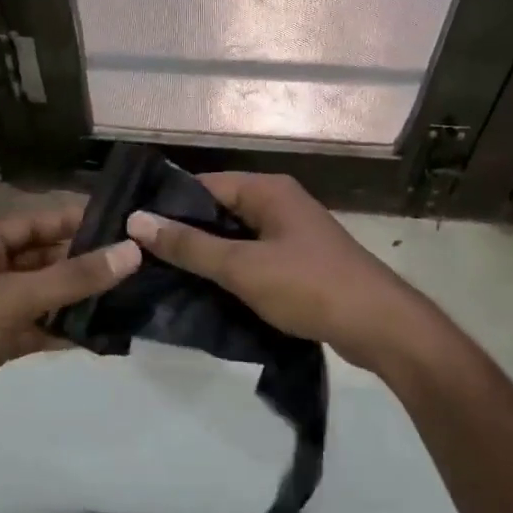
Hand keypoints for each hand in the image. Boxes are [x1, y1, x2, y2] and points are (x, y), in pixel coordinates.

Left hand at [0, 202, 139, 455]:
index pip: (36, 221)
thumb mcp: (12, 298)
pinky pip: (34, 327)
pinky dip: (59, 330)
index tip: (123, 222)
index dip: (75, 219)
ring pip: (41, 294)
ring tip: (125, 297)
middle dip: (82, 261)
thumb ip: (72, 278)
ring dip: (75, 297)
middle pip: (41, 257)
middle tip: (134, 264)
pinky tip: (95, 335)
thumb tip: (131, 252)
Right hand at [126, 173, 435, 370]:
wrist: (380, 326)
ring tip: (163, 276)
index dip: (168, 206)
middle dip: (185, 233)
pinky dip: (230, 271)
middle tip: (142, 257)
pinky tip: (204, 292)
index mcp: (268, 190)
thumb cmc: (309, 286)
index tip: (133, 230)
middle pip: (219, 211)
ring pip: (235, 238)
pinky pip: (253, 258)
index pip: (204, 186)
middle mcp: (279, 203)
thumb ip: (189, 246)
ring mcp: (291, 234)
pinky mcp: (298, 262)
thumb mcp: (242, 267)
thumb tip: (137, 221)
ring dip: (207, 256)